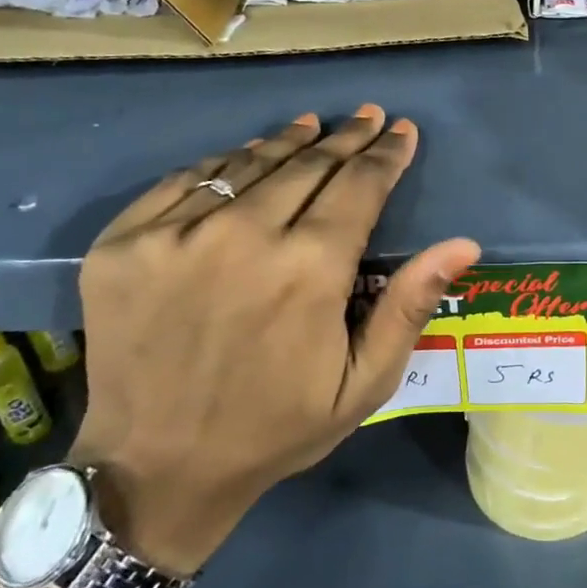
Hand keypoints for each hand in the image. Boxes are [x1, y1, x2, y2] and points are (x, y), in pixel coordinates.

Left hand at [72, 105, 480, 572]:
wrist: (153, 471)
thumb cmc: (275, 427)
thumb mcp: (362, 383)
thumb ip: (410, 306)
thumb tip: (463, 244)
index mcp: (309, 271)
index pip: (359, 185)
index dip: (386, 154)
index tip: (402, 130)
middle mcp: (243, 237)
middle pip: (308, 164)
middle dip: (347, 137)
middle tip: (368, 116)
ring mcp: (175, 236)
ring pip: (248, 163)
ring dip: (289, 141)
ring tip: (313, 125)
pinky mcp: (123, 244)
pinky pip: (186, 180)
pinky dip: (224, 164)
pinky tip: (245, 158)